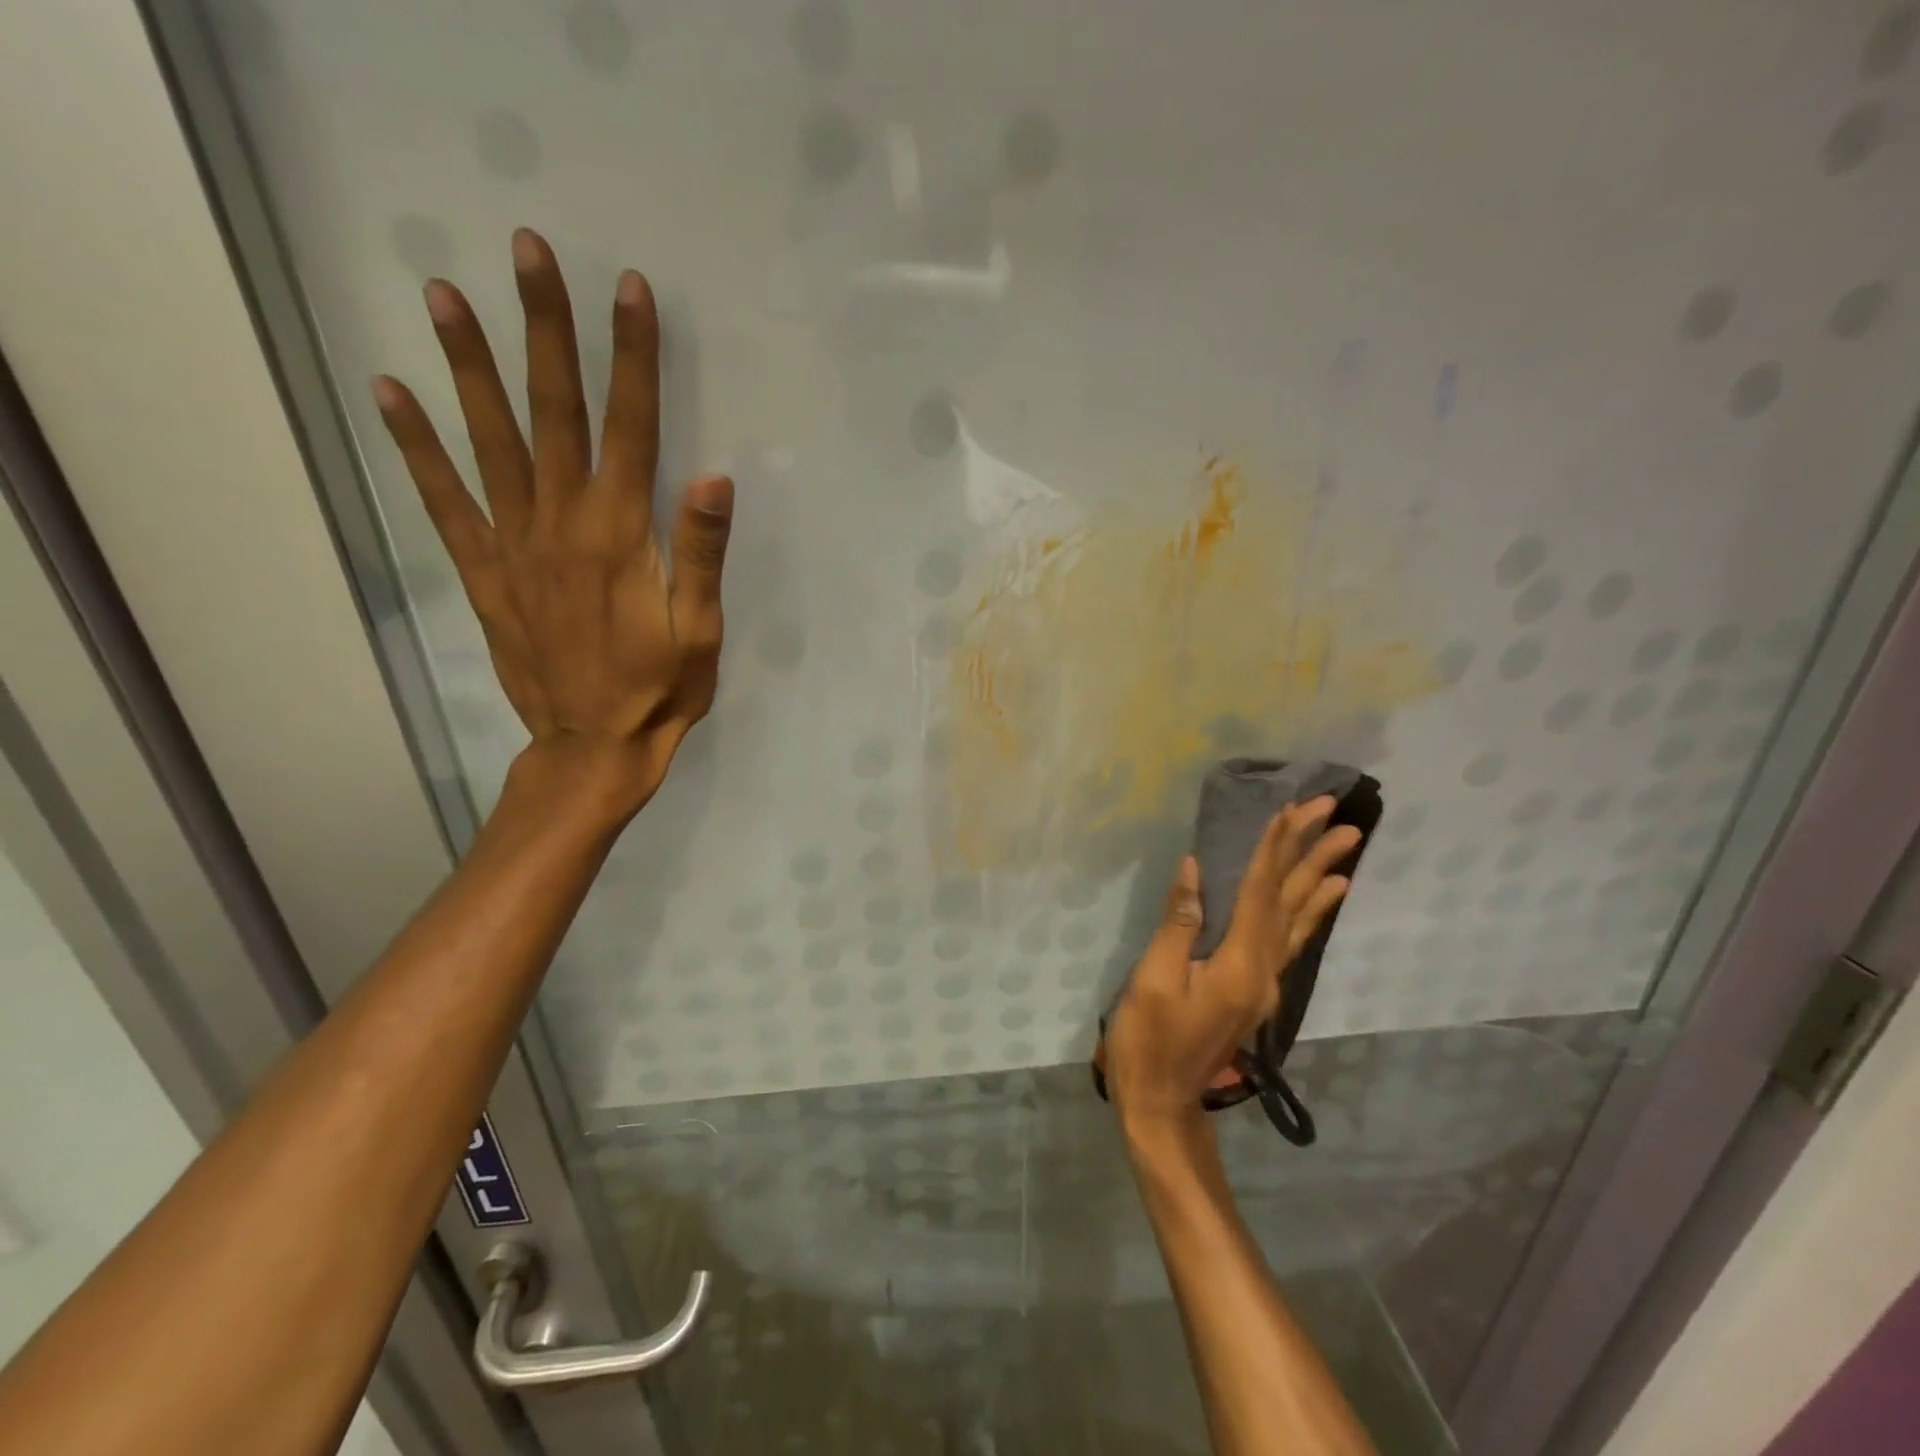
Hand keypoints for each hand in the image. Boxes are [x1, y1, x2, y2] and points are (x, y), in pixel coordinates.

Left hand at [372, 228, 731, 818]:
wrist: (593, 746)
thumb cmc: (660, 690)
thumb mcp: (701, 629)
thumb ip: (702, 552)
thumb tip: (714, 475)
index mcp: (621, 535)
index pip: (632, 427)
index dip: (632, 356)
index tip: (628, 289)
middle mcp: (561, 523)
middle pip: (555, 412)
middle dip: (545, 328)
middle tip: (525, 250)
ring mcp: (514, 544)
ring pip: (491, 440)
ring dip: (469, 365)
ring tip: (441, 293)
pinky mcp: (486, 571)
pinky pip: (444, 500)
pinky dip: (415, 446)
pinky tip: (389, 394)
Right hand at [1106, 798, 1361, 1145]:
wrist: (1163, 1102)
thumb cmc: (1148, 1041)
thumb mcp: (1153, 980)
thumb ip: (1178, 925)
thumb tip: (1195, 870)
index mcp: (1239, 965)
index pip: (1260, 893)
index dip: (1274, 849)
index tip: (1291, 810)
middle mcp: (1264, 971)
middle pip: (1291, 903)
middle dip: (1312, 855)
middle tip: (1338, 817)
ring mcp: (1264, 984)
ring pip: (1297, 921)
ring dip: (1319, 880)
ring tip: (1346, 850)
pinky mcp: (1256, 991)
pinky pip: (1290, 940)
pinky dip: (1308, 913)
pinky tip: (1321, 899)